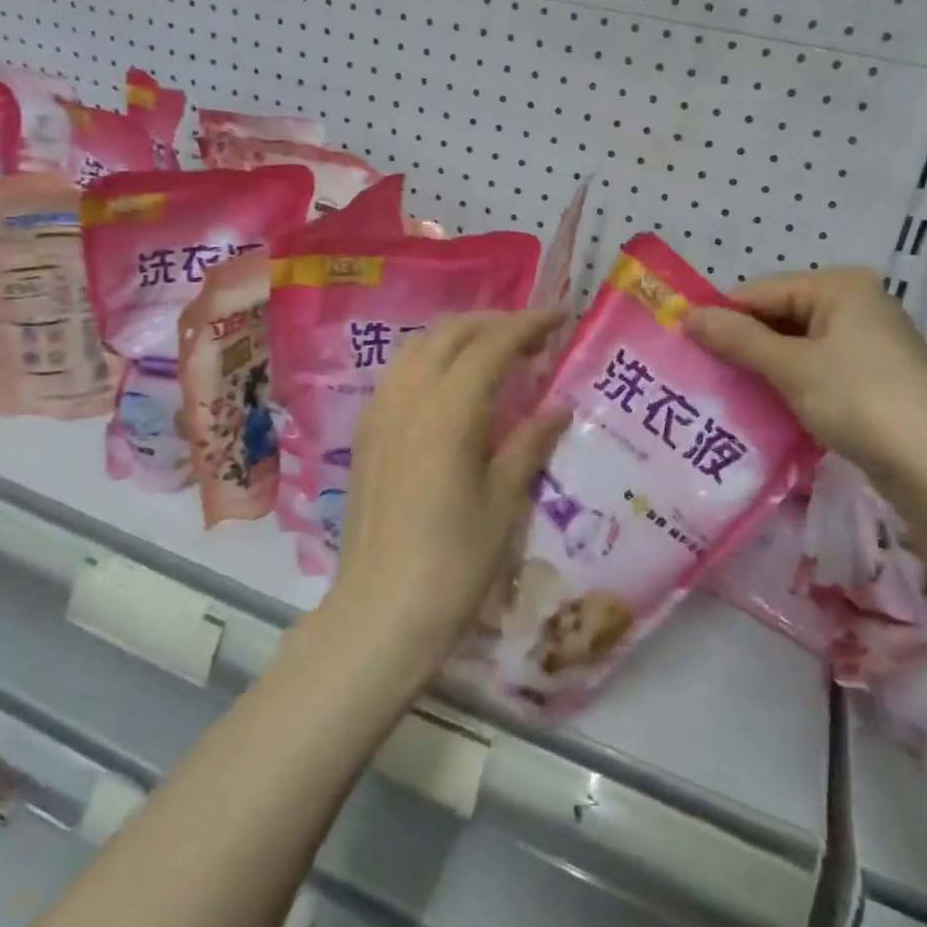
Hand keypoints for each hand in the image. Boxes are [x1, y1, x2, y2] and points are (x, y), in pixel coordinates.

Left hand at [327, 309, 570, 672]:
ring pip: (419, 346)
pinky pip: (399, 371)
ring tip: (493, 352)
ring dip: (459, 336)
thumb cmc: (453, 564)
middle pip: (450, 333)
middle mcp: (407, 398)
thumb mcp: (503, 503)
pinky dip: (431, 358)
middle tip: (533, 337)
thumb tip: (559, 406)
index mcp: (447, 412)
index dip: (528, 323)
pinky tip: (451, 383)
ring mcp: (379, 412)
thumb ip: (529, 444)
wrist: (381, 611)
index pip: (491, 344)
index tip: (561, 315)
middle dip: (494, 323)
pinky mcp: (366, 431)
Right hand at [686, 268, 926, 484]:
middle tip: (701, 370)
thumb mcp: (790, 366)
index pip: (762, 290)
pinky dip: (788, 381)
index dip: (722, 315)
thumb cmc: (858, 399)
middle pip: (780, 315)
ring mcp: (867, 341)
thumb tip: (686, 316)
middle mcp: (856, 303)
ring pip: (796, 344)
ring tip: (725, 388)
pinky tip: (764, 403)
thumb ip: (737, 338)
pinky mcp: (871, 375)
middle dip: (742, 342)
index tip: (684, 342)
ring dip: (762, 365)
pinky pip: (815, 367)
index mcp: (840, 286)